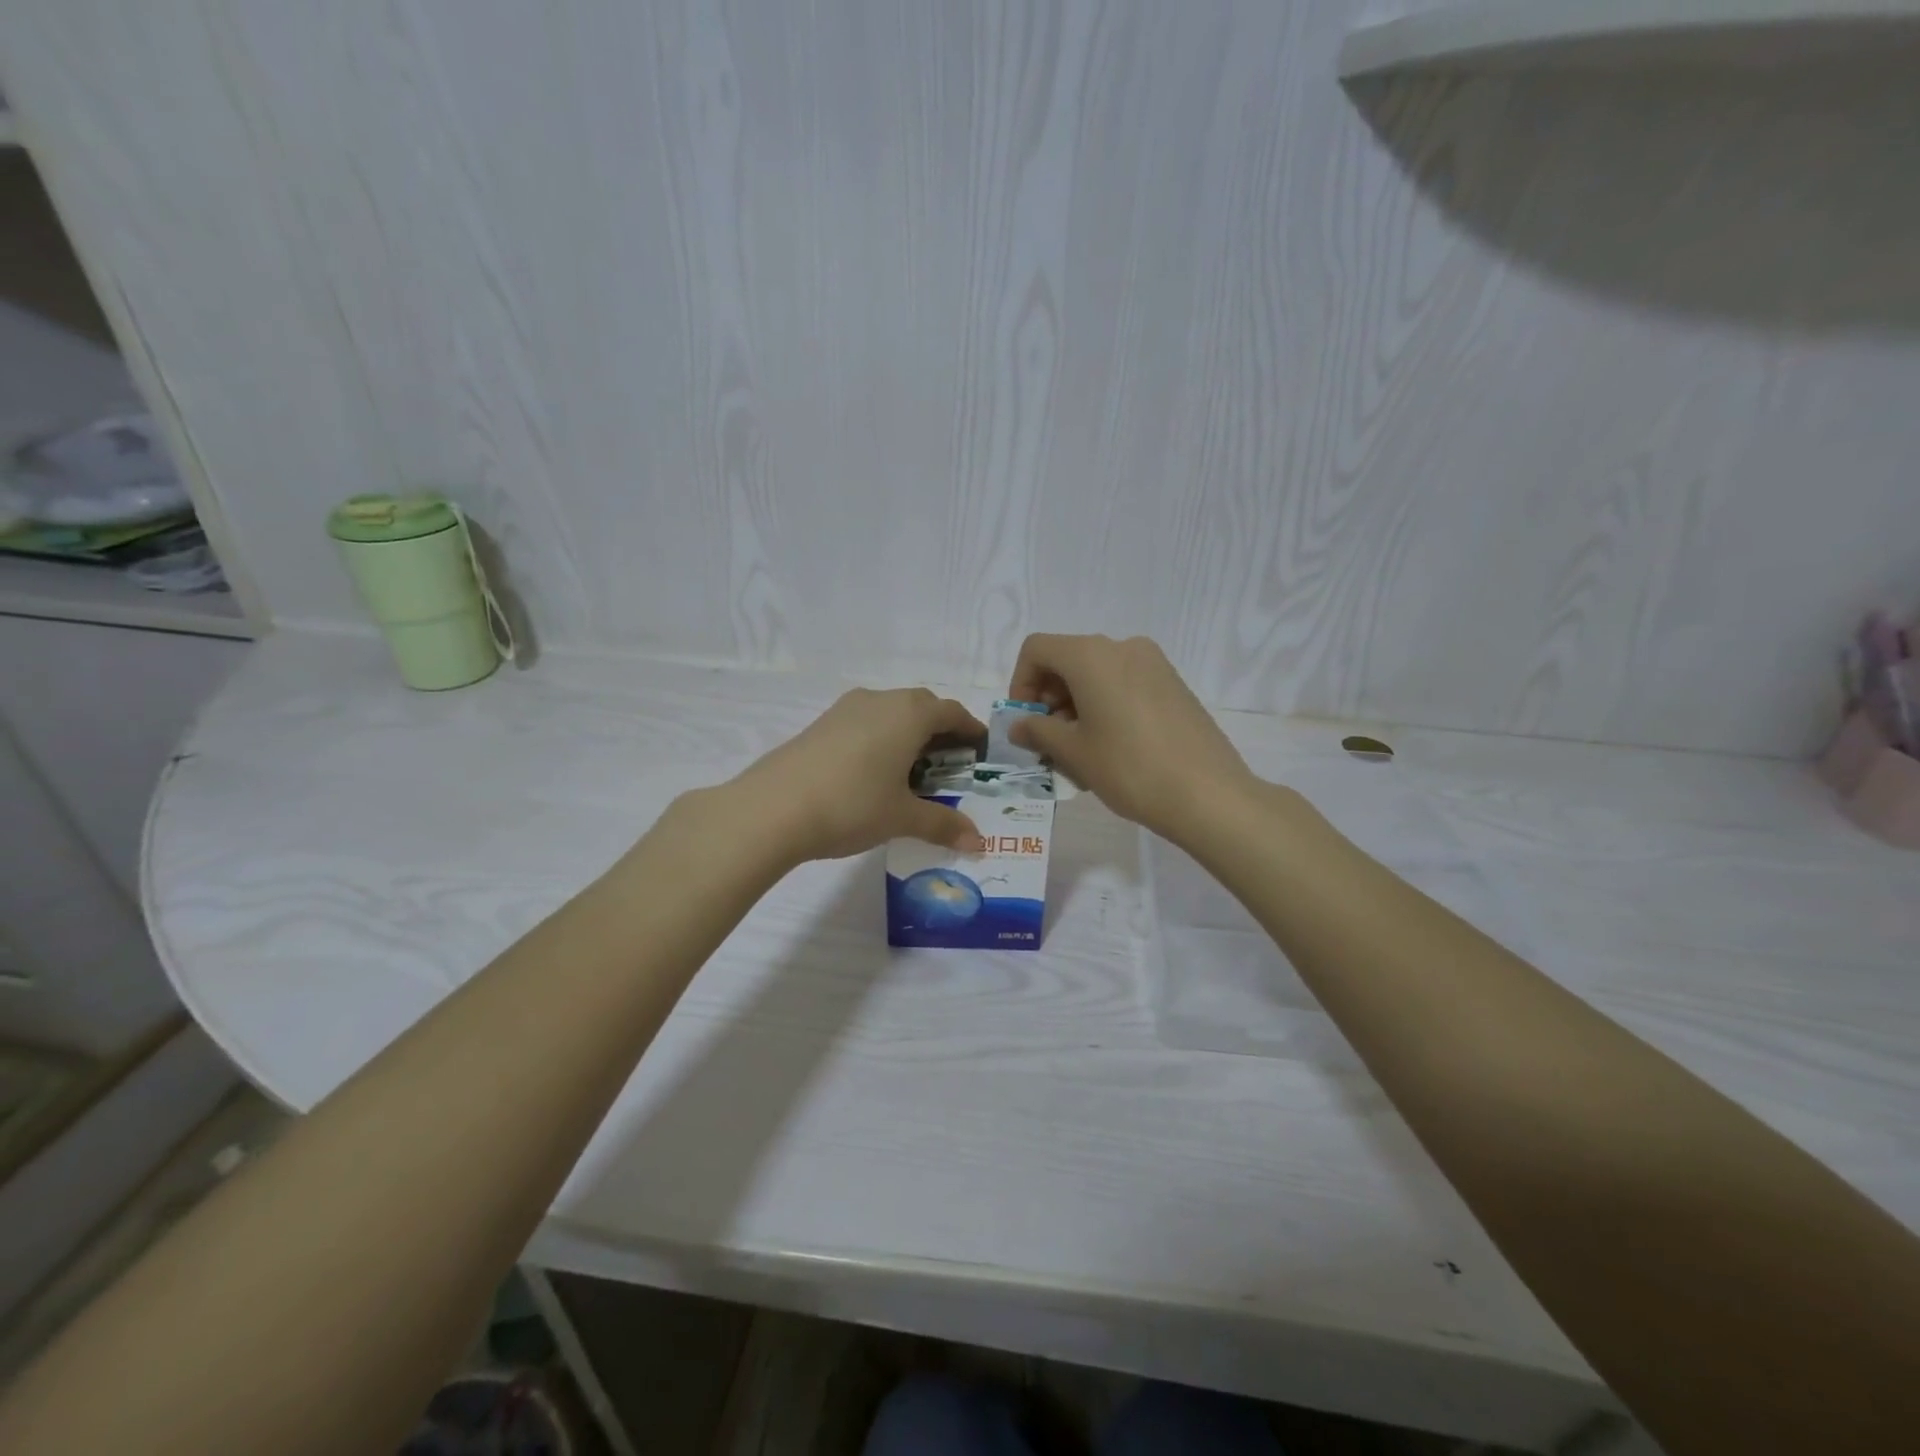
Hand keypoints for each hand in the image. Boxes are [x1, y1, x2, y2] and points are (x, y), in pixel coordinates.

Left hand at [732, 688, 987, 862]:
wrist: (772, 808)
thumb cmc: (852, 805)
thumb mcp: (902, 817)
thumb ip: (943, 825)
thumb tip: (978, 843)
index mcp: (909, 714)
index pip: (952, 712)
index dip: (970, 730)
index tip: (980, 750)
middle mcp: (880, 700)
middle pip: (922, 707)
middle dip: (941, 731)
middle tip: (951, 763)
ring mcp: (846, 709)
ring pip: (890, 713)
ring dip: (908, 734)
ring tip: (913, 770)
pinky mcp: (820, 724)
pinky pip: (864, 723)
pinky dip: (880, 739)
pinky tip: (874, 772)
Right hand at [1007, 634, 1253, 840]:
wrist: (1208, 794)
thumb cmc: (1129, 768)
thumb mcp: (1074, 752)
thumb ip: (1038, 731)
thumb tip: (1019, 726)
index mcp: (1091, 655)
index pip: (1037, 650)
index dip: (1020, 684)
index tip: (1026, 723)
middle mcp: (1122, 647)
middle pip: (1068, 660)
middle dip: (1049, 699)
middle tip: (1049, 744)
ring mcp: (1153, 664)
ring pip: (1097, 675)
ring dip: (1076, 707)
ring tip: (1080, 754)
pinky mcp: (1173, 684)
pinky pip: (1124, 684)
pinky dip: (1105, 707)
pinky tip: (1111, 749)